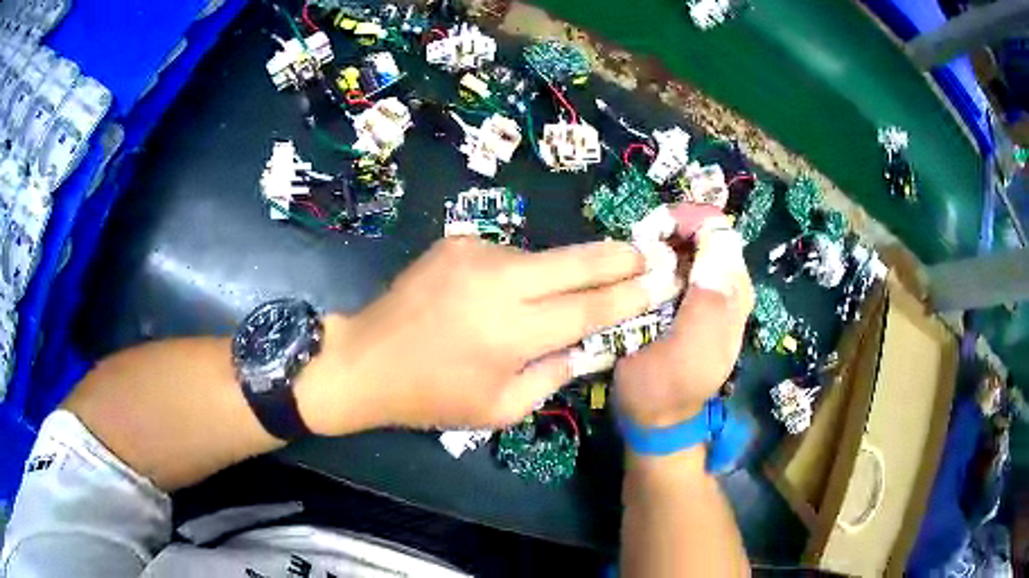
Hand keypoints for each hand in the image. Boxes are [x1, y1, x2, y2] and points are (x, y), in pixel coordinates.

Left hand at [302, 237, 677, 433]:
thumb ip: (553, 375)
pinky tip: (505, 293)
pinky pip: (507, 257)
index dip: (631, 295)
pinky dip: (519, 274)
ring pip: (541, 259)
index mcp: (511, 332)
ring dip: (560, 273)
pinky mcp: (458, 241)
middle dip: (618, 257)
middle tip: (649, 252)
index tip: (662, 280)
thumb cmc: (432, 396)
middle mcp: (499, 281)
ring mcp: (476, 252)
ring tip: (567, 289)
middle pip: (575, 262)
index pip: (589, 308)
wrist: (365, 358)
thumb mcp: (499, 408)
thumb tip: (589, 346)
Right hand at [615, 206, 753, 427]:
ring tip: (638, 259)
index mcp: (733, 294)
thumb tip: (719, 243)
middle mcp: (729, 288)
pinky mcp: (696, 304)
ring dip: (665, 244)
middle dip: (673, 230)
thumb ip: (708, 302)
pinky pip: (682, 266)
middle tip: (639, 245)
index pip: (719, 232)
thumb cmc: (663, 389)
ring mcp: (713, 295)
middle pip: (707, 235)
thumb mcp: (686, 351)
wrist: (657, 420)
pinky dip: (662, 260)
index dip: (686, 222)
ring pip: (693, 248)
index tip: (650, 231)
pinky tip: (644, 275)